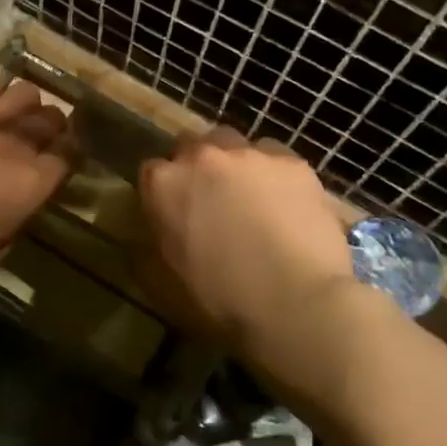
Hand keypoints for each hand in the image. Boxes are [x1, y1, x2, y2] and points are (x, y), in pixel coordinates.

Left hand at [0, 74, 72, 290]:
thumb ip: (13, 220)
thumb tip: (14, 207)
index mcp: (32, 183)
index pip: (68, 155)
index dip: (66, 155)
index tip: (58, 159)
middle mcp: (15, 144)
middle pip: (50, 119)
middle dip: (50, 127)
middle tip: (37, 138)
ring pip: (23, 93)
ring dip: (23, 105)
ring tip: (10, 117)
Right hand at [139, 129, 369, 409]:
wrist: (295, 300)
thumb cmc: (222, 297)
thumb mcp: (168, 274)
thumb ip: (158, 237)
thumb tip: (156, 228)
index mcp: (164, 185)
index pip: (152, 170)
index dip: (164, 189)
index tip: (174, 209)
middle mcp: (202, 157)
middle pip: (193, 145)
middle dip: (199, 166)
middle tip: (213, 199)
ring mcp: (249, 154)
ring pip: (237, 146)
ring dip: (237, 165)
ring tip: (254, 199)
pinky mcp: (292, 162)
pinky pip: (277, 159)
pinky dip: (276, 175)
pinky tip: (288, 205)